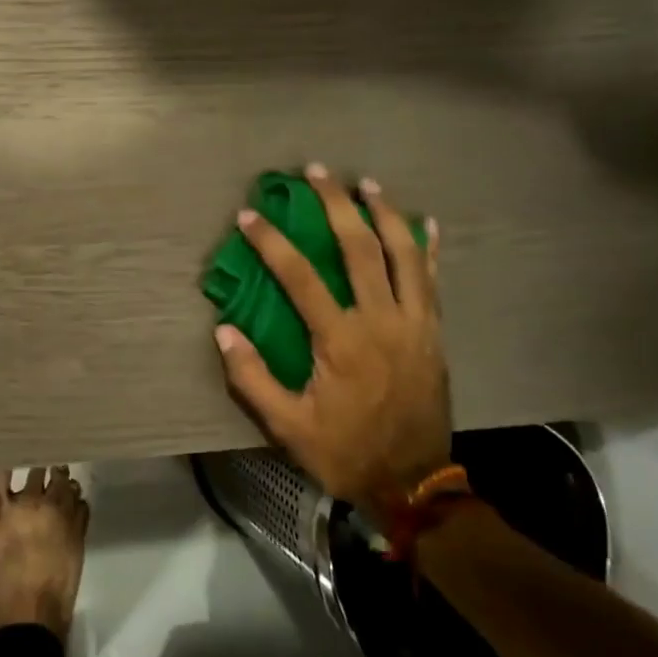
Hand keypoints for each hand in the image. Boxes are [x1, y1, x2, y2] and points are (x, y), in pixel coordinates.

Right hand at [214, 167, 451, 504]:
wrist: (413, 483)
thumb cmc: (344, 452)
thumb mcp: (288, 426)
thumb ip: (252, 377)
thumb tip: (224, 330)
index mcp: (341, 341)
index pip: (301, 278)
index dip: (273, 243)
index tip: (250, 215)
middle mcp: (381, 321)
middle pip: (360, 249)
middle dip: (336, 206)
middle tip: (316, 173)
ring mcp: (414, 324)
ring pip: (404, 255)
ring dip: (384, 213)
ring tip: (366, 183)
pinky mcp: (434, 333)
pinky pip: (432, 281)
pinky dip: (428, 249)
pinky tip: (425, 222)